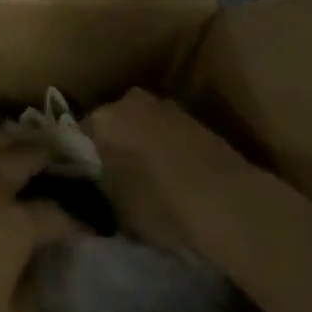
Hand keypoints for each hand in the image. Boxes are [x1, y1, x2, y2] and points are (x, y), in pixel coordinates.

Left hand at [0, 126, 79, 311]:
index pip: (53, 217)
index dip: (74, 221)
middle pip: (22, 161)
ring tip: (24, 130)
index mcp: (15, 226)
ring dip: (10, 136)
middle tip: (60, 146)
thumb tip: (34, 281)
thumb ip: (25, 306)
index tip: (89, 223)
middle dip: (45, 153)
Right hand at [85, 89, 255, 255]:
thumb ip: (102, 190)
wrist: (230, 202)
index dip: (84, 157)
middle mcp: (131, 101)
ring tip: (148, 179)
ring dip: (143, 145)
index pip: (82, 133)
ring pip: (143, 125)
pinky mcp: (196, 120)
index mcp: (104, 118)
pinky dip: (168, 149)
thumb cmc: (162, 206)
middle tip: (116, 177)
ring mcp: (167, 107)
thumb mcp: (119, 210)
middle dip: (114, 144)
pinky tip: (174, 177)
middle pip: (114, 123)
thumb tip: (98, 187)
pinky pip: (169, 133)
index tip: (88, 178)